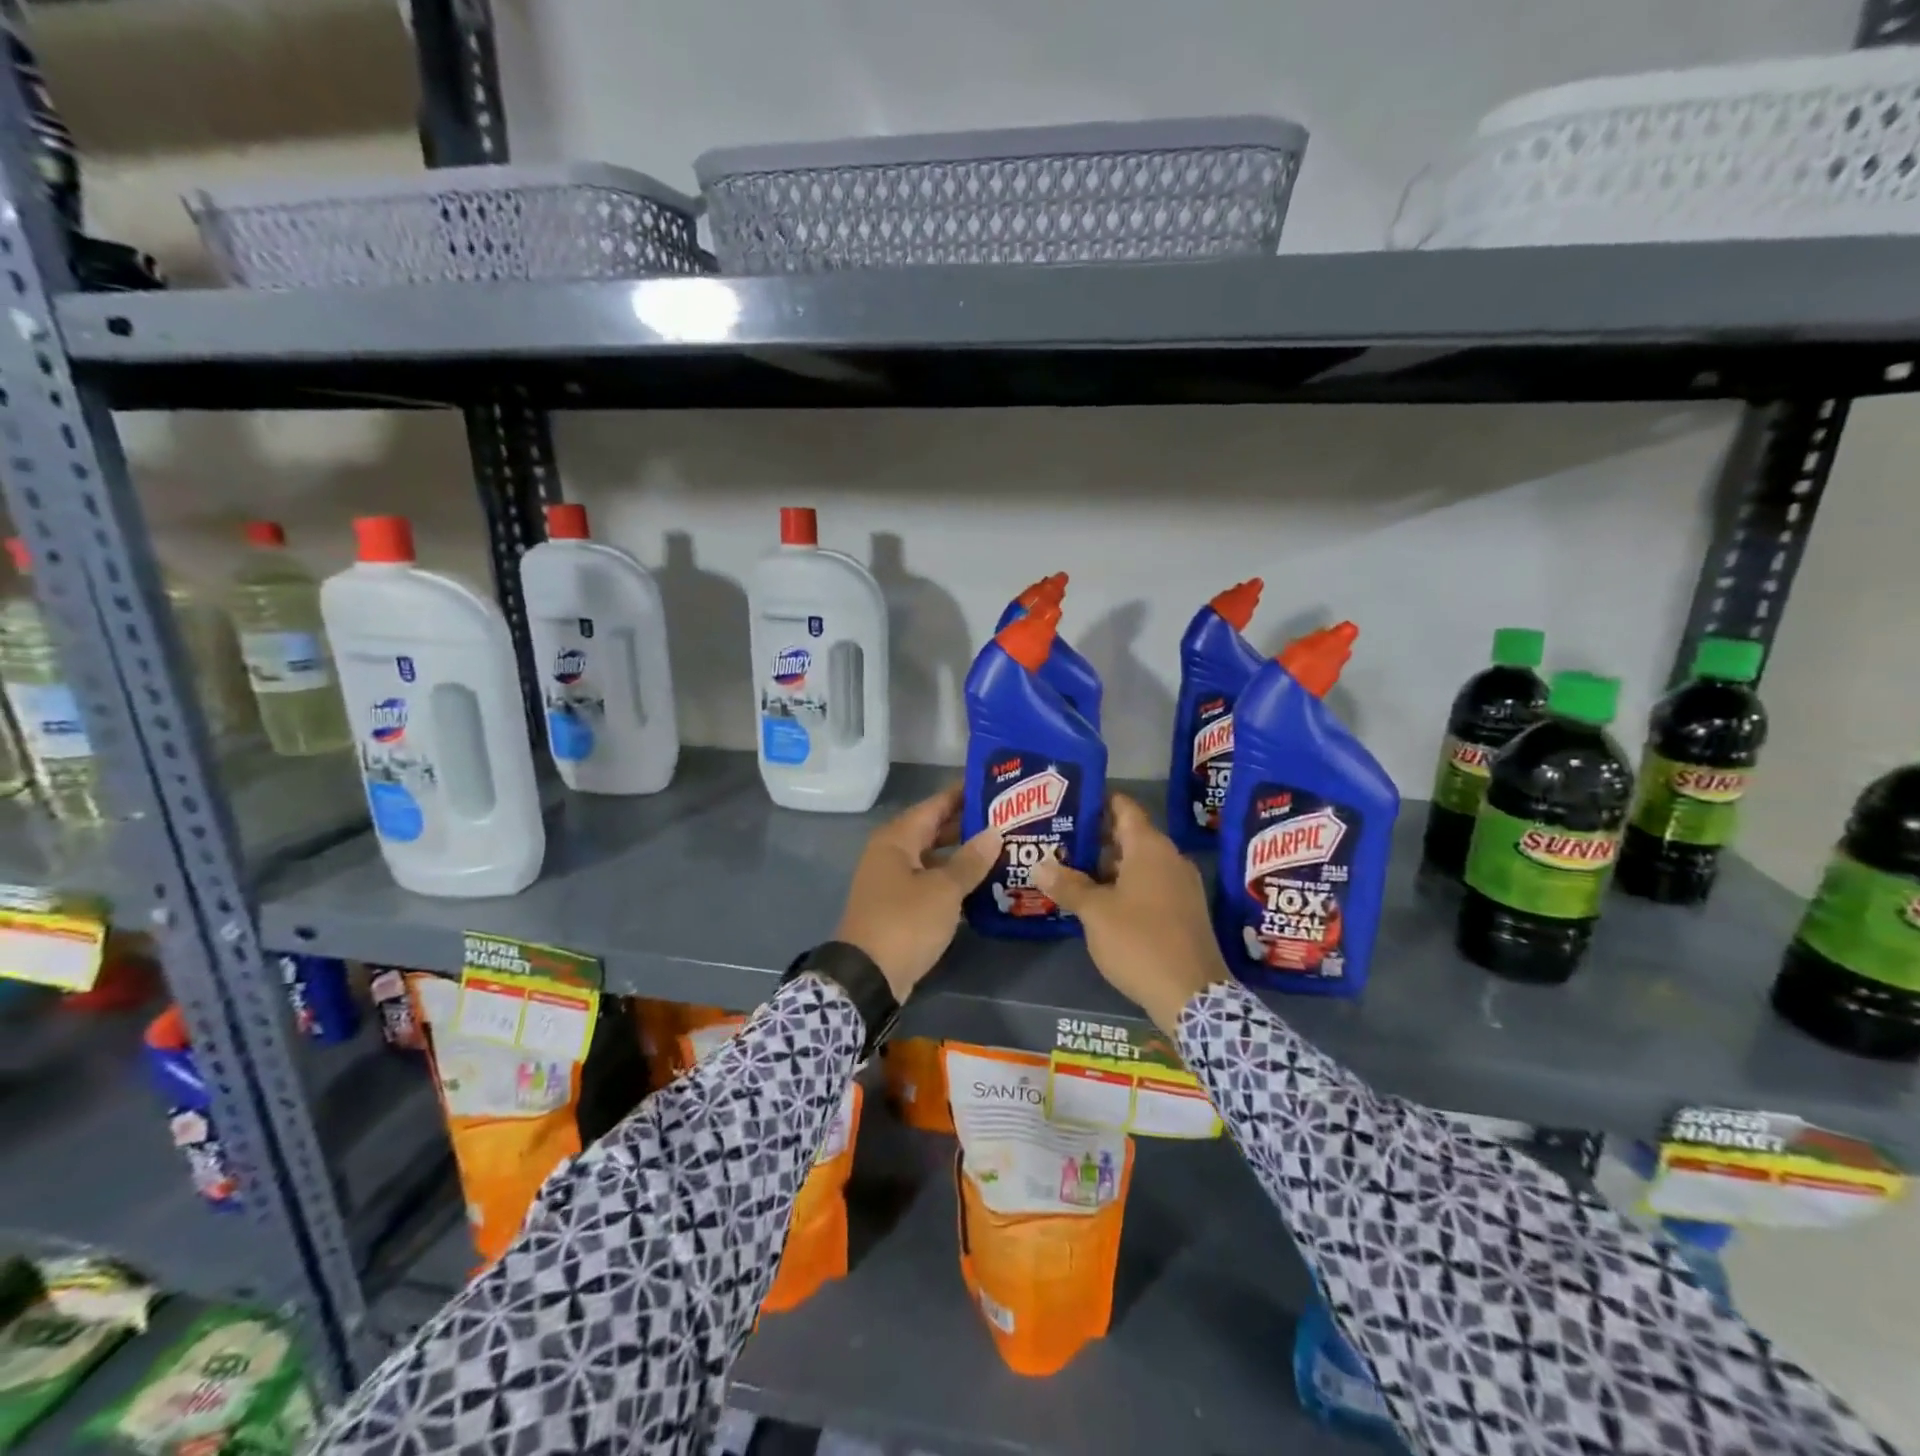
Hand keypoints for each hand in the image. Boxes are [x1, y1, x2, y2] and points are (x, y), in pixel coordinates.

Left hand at [835, 785, 1001, 1001]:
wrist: (867, 977)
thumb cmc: (905, 922)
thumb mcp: (944, 890)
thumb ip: (970, 861)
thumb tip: (994, 832)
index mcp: (896, 839)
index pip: (934, 805)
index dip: (961, 794)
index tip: (993, 784)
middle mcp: (891, 854)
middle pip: (933, 830)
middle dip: (967, 825)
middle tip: (1006, 818)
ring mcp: (892, 882)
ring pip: (933, 858)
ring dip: (962, 855)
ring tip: (1001, 848)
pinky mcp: (898, 907)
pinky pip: (930, 882)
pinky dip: (952, 880)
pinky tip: (981, 883)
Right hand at [1033, 794, 1230, 1034]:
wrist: (1192, 995)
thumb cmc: (1140, 941)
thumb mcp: (1095, 913)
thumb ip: (1067, 885)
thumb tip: (1039, 865)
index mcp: (1150, 847)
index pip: (1124, 807)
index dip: (1097, 800)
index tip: (1068, 801)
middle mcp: (1169, 858)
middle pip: (1128, 835)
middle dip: (1094, 837)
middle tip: (1058, 839)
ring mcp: (1180, 885)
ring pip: (1138, 863)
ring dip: (1107, 865)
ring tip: (1069, 870)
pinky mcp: (1183, 910)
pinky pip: (1149, 884)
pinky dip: (1124, 885)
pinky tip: (1097, 900)